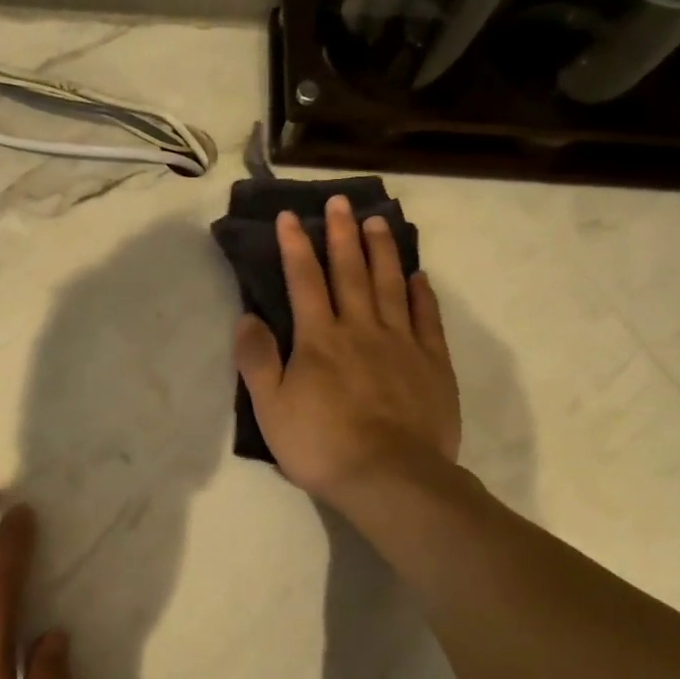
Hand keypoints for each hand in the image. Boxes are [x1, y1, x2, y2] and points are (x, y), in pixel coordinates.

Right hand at [234, 195, 461, 511]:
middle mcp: (361, 329)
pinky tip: (418, 276)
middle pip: (350, 272)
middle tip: (340, 201)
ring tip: (377, 221)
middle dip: (341, 234)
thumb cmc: (322, 445)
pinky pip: (427, 318)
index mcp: (319, 339)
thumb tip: (247, 316)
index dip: (295, 246)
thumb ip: (257, 360)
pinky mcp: (432, 363)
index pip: (304, 281)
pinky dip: (421, 293)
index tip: (290, 216)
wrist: (391, 478)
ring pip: (390, 285)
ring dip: (382, 251)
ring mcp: (401, 343)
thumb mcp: (271, 409)